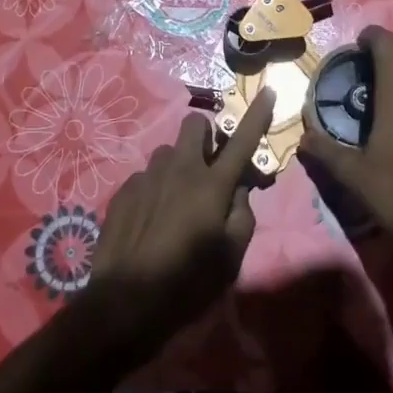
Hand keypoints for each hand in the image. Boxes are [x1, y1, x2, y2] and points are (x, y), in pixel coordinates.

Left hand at [82, 88, 274, 362]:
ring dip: (178, 166)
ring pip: (168, 152)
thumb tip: (238, 192)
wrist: (124, 303)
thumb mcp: (231, 258)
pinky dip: (155, 189)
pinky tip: (150, 220)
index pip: (243, 140)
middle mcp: (180, 169)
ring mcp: (148, 176)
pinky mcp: (124, 191)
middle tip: (208, 165)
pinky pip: (146, 176)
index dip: (258, 114)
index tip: (268, 90)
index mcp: (212, 185)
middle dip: (206, 135)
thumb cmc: (187, 283)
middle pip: (195, 124)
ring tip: (175, 201)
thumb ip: (242, 217)